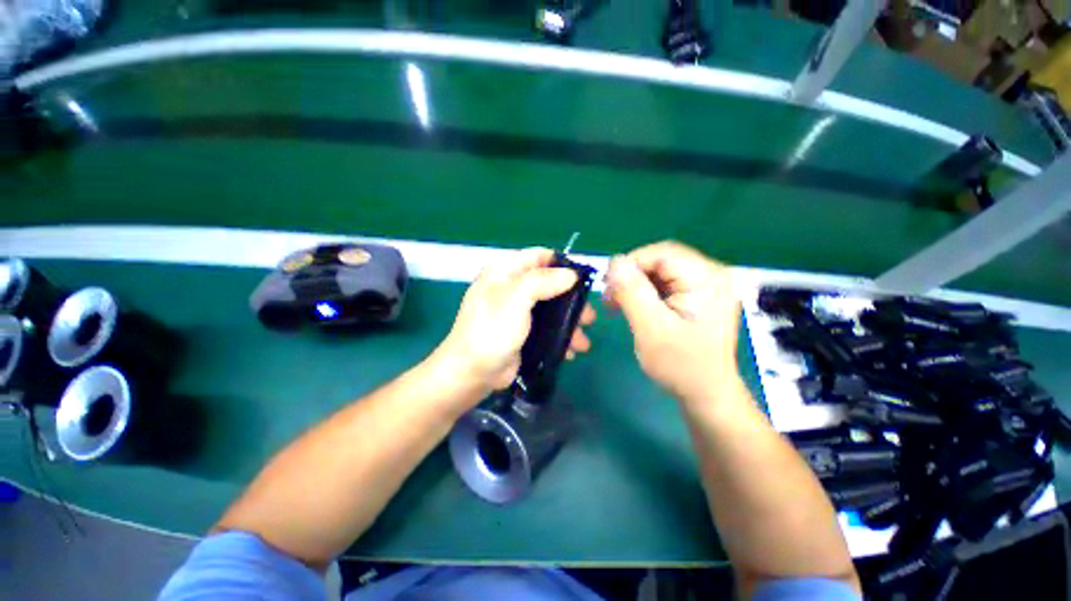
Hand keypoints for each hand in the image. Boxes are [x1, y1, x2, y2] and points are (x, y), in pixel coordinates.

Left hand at [438, 248, 595, 394]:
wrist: (473, 372)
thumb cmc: (492, 330)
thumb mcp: (516, 299)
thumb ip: (543, 281)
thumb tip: (571, 274)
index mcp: (505, 271)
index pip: (539, 257)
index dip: (562, 265)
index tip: (582, 280)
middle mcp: (511, 287)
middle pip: (549, 284)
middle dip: (571, 301)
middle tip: (588, 317)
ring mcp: (517, 310)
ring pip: (550, 308)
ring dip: (569, 323)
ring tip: (583, 342)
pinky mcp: (521, 331)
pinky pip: (546, 327)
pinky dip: (559, 336)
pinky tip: (570, 351)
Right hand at [604, 241, 738, 401]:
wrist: (706, 393)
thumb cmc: (681, 365)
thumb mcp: (651, 328)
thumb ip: (632, 292)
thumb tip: (614, 262)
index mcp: (706, 278)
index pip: (660, 253)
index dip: (630, 265)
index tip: (608, 287)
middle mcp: (711, 274)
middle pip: (660, 260)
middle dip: (631, 276)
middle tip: (611, 299)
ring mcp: (707, 284)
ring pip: (660, 271)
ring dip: (635, 285)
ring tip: (618, 305)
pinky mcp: (699, 295)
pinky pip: (665, 282)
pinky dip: (645, 292)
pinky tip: (635, 307)